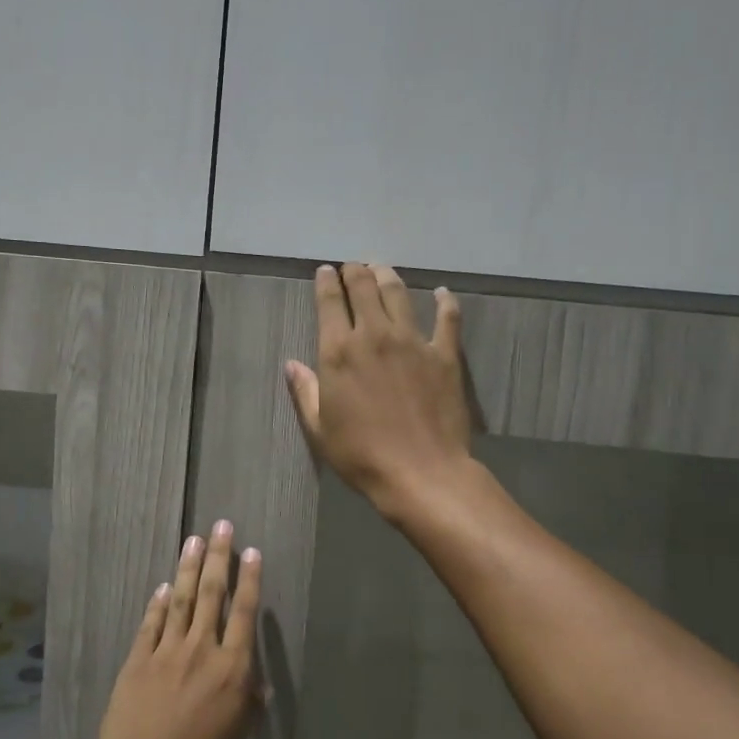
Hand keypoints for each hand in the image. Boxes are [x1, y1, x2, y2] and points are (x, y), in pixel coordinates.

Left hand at [89, 522, 260, 738]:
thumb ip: (248, 705)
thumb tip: (259, 683)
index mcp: (232, 669)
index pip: (244, 613)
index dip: (249, 580)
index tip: (252, 551)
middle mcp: (201, 650)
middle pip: (212, 594)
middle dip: (218, 557)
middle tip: (221, 526)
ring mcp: (166, 651)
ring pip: (181, 599)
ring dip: (188, 568)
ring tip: (194, 540)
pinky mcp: (137, 660)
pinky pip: (151, 623)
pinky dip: (158, 603)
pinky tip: (164, 587)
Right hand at [285, 263, 473, 517]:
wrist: (421, 472)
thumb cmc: (361, 454)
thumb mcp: (320, 428)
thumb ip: (305, 391)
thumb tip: (292, 364)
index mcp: (339, 352)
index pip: (330, 303)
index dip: (326, 282)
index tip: (325, 272)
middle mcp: (374, 335)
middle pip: (364, 288)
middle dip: (355, 271)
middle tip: (353, 266)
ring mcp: (413, 341)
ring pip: (399, 293)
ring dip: (388, 276)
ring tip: (382, 269)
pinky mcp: (444, 354)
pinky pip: (447, 318)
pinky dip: (444, 301)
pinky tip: (442, 292)